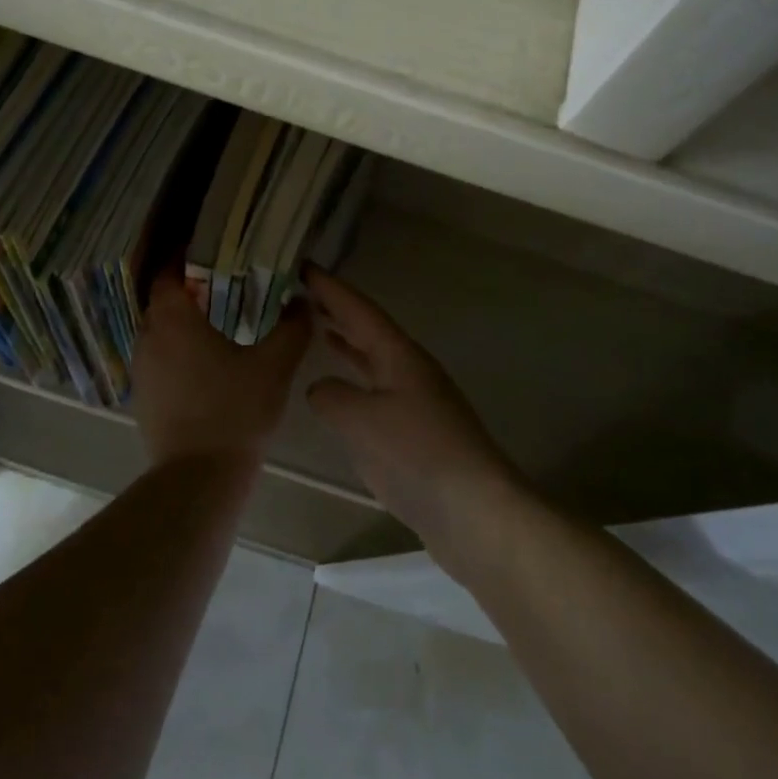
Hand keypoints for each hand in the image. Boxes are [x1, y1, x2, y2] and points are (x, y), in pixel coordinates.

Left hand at [131, 273, 310, 467]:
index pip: (167, 273)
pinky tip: (202, 365)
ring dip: (179, 324)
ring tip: (212, 323)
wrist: (199, 477)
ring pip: (157, 332)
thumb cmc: (235, 411)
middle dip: (185, 290)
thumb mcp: (274, 366)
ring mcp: (141, 370)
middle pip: (161, 301)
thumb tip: (303, 301)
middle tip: (219, 285)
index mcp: (174, 320)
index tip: (207, 253)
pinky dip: (174, 353)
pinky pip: (156, 360)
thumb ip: (292, 329)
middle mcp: (148, 338)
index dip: (183, 259)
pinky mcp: (142, 398)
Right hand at [304, 267, 525, 563]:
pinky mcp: (415, 434)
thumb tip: (321, 389)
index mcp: (400, 355)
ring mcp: (415, 403)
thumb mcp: (362, 419)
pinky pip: (375, 393)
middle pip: (368, 331)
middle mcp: (409, 371)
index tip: (303, 266)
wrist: (474, 512)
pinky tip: (339, 393)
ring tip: (318, 328)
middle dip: (337, 311)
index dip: (330, 288)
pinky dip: (353, 382)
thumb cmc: (417, 453)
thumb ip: (332, 396)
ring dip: (346, 344)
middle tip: (302, 293)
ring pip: (373, 362)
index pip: (359, 310)